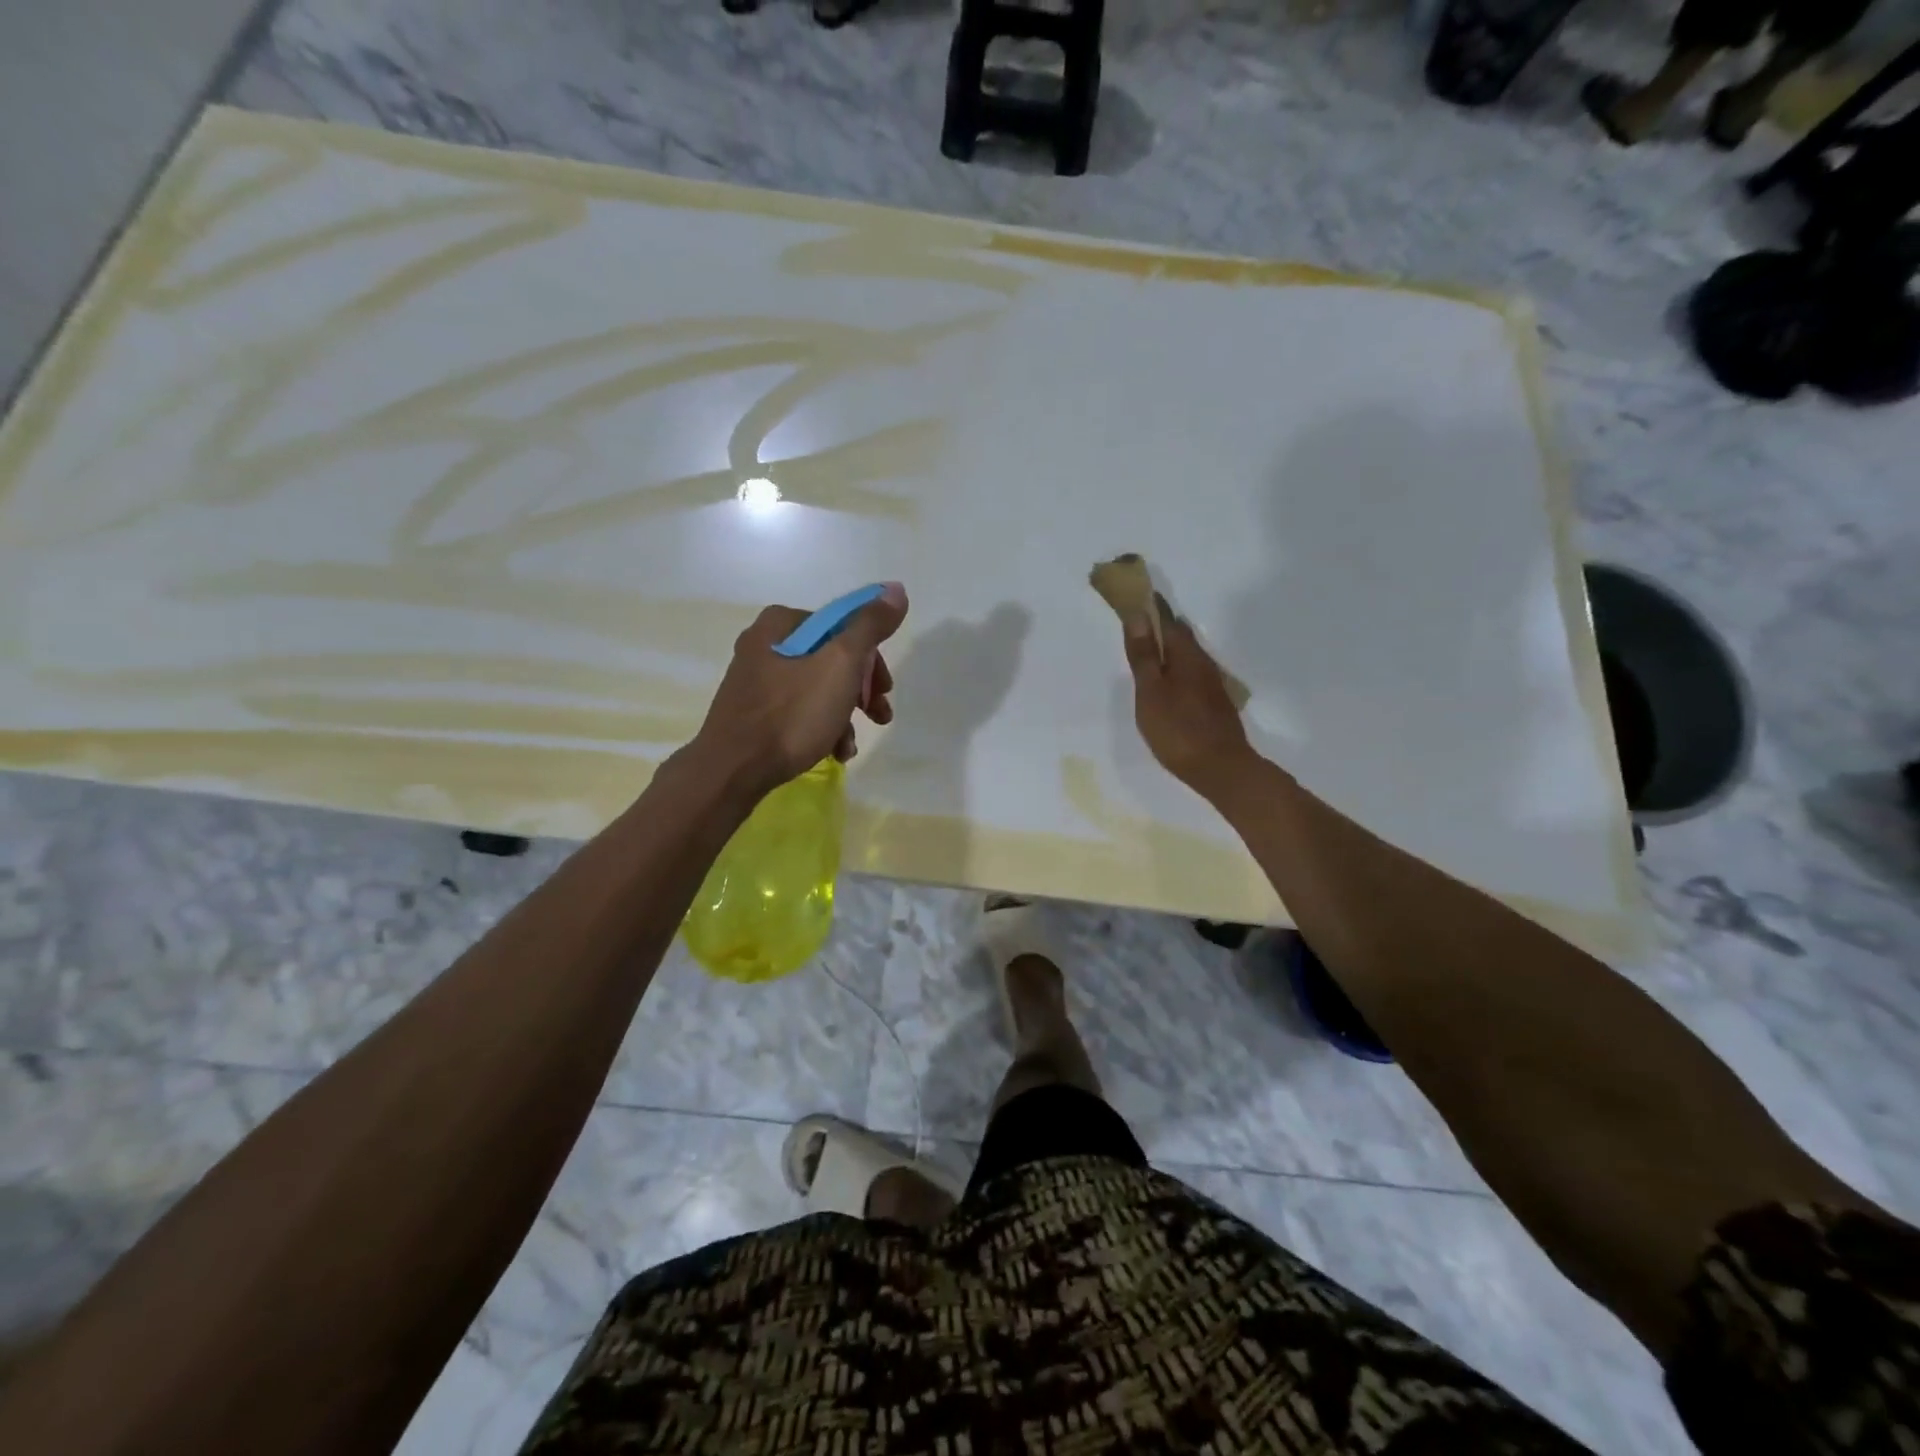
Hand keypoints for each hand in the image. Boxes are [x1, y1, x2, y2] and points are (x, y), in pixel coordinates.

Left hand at [691, 583, 907, 799]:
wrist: (733, 770)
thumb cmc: (791, 714)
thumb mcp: (840, 664)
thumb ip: (870, 626)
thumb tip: (895, 590)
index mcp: (782, 624)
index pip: (843, 627)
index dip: (871, 659)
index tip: (884, 689)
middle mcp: (765, 645)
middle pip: (831, 659)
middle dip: (860, 691)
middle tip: (879, 715)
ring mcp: (756, 681)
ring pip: (817, 689)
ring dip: (843, 715)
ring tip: (850, 746)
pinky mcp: (752, 713)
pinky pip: (797, 711)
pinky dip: (820, 728)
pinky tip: (832, 753)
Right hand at [1120, 596, 1255, 798]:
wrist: (1221, 769)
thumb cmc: (1178, 729)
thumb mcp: (1151, 692)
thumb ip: (1143, 656)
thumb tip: (1138, 615)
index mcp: (1185, 656)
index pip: (1167, 621)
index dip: (1151, 607)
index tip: (1135, 595)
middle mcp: (1202, 663)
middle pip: (1180, 636)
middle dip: (1160, 625)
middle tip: (1137, 620)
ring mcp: (1211, 684)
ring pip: (1187, 656)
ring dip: (1169, 648)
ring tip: (1148, 649)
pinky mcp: (1213, 703)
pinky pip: (1191, 674)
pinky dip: (1176, 668)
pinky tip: (1167, 681)